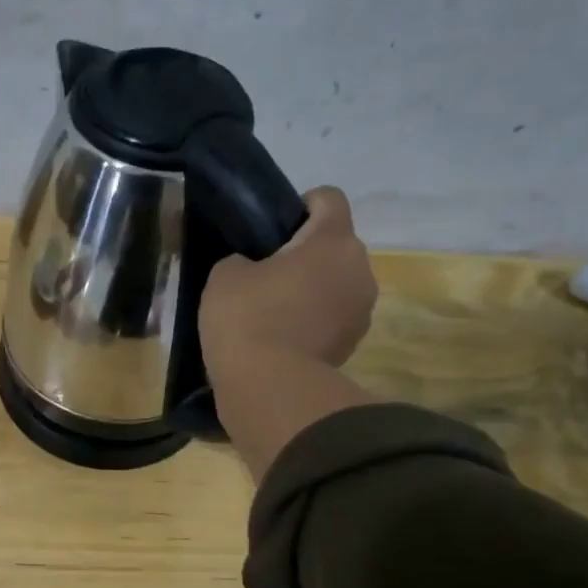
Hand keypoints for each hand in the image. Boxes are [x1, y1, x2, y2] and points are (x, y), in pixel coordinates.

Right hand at [200, 188, 380, 480]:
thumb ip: (243, 259)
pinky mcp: (354, 345)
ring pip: (337, 283)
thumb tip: (254, 269)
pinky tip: (283, 337)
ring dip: (313, 289)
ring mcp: (362, 310)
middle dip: (307, 253)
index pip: (328, 198)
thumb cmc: (247, 319)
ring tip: (275, 310)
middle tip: (266, 272)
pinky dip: (314, 321)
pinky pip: (333, 317)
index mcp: (332, 240)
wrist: (269, 388)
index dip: (301, 205)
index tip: (273, 228)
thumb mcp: (224, 276)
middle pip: (336, 244)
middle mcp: (359, 268)